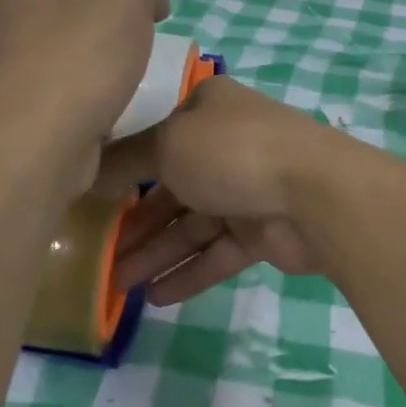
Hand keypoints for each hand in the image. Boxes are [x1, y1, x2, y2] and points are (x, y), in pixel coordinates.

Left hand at [0, 0, 169, 167]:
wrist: (42, 136)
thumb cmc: (84, 52)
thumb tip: (149, 4)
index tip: (146, 20)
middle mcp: (6, 12)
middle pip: (79, 13)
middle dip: (110, 31)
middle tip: (136, 52)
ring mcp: (7, 61)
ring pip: (72, 53)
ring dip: (99, 67)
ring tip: (122, 85)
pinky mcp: (17, 104)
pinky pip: (64, 90)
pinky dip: (86, 97)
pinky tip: (103, 109)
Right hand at [110, 78, 334, 303]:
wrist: (316, 193)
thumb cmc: (233, 152)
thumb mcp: (168, 145)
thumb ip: (126, 161)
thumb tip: (90, 169)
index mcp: (208, 110)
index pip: (157, 137)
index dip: (124, 169)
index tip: (91, 200)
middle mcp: (228, 145)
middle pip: (171, 187)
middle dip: (136, 222)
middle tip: (99, 255)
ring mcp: (247, 188)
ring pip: (192, 224)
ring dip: (156, 253)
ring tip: (118, 285)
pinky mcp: (263, 231)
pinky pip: (218, 252)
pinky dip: (190, 272)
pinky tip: (156, 297)